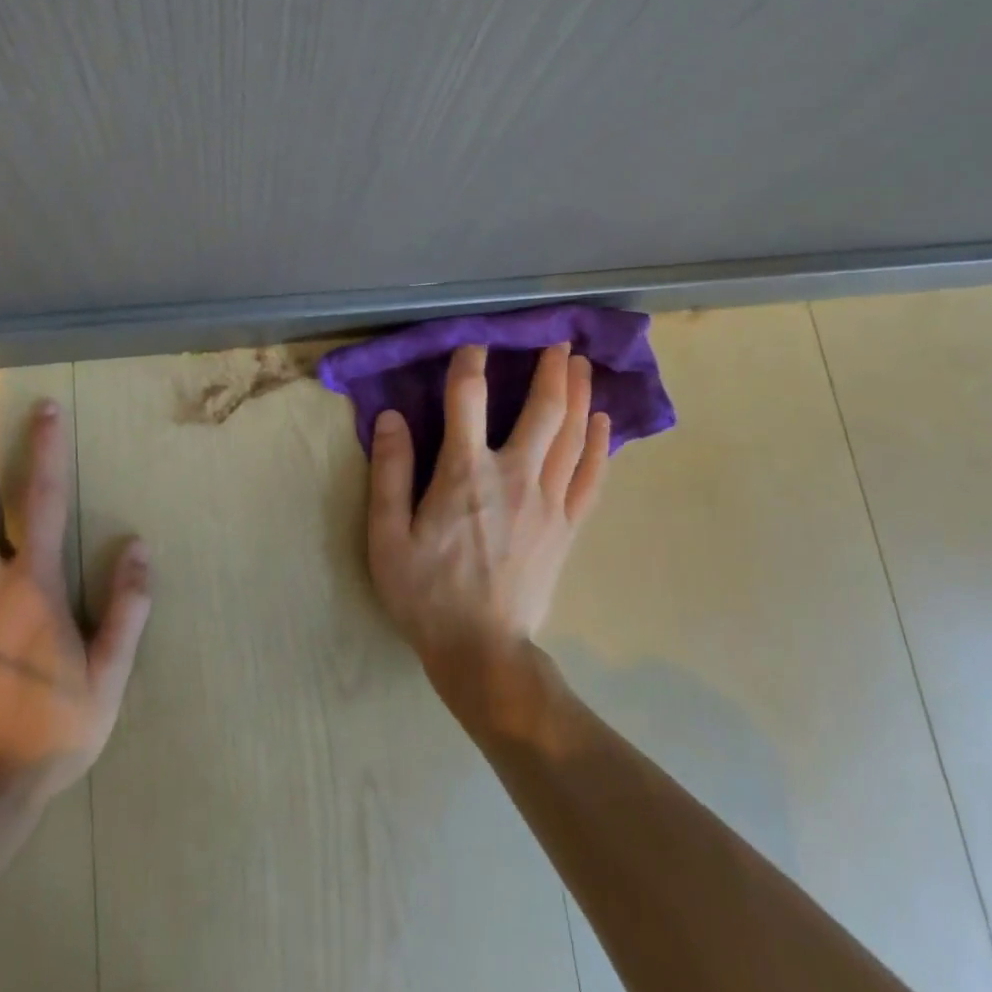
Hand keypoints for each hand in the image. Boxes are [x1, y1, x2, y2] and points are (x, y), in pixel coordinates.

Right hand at [366, 344, 609, 704]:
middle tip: (559, 341)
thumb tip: (390, 416)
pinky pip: (591, 476)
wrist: (482, 651)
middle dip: (552, 369)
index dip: (470, 364)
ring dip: (580, 394)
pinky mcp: (567, 526)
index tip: (474, 344)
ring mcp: (548, 501)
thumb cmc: (426, 592)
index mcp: (465, 473)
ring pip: (573, 435)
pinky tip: (604, 423)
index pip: (468, 400)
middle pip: (543, 409)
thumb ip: (390, 472)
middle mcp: (514, 475)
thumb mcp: (388, 536)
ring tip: (584, 365)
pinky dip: (600, 445)